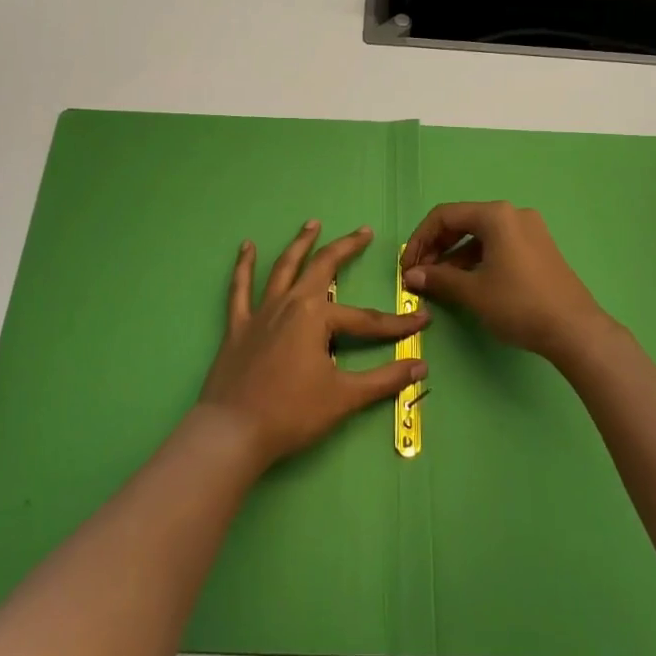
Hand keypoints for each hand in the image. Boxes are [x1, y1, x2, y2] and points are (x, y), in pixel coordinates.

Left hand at [199, 221, 429, 470]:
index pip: (366, 319)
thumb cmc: (291, 413)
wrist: (233, 432)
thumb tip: (421, 367)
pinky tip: (247, 247)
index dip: (396, 324)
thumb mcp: (344, 397)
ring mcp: (260, 312)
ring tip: (312, 224)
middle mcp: (289, 303)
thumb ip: (384, 380)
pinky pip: (240, 289)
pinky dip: (244, 266)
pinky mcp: (237, 326)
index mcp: (315, 316)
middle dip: (346, 248)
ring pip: (283, 268)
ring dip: (300, 244)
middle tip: (364, 231)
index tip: (422, 321)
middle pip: (322, 268)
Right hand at [401, 202, 615, 368]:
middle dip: (437, 247)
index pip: (444, 216)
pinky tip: (467, 282)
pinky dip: (477, 259)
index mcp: (496, 215)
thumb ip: (438, 278)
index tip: (407, 266)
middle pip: (462, 222)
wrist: (575, 330)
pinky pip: (498, 245)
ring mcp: (530, 230)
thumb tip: (411, 275)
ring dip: (455, 256)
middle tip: (420, 274)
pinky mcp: (539, 248)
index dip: (420, 240)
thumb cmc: (519, 304)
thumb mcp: (473, 291)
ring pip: (480, 235)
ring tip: (440, 282)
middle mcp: (513, 214)